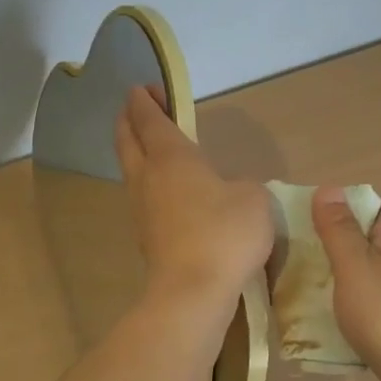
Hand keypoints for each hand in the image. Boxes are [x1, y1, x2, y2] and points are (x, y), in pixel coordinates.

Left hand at [115, 86, 272, 303]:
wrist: (192, 292)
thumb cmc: (224, 233)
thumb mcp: (253, 198)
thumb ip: (242, 185)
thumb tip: (230, 192)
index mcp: (172, 157)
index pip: (150, 119)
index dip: (144, 100)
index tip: (143, 88)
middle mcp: (148, 177)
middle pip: (127, 140)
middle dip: (129, 120)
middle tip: (138, 108)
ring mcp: (141, 208)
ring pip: (131, 169)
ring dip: (137, 153)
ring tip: (154, 149)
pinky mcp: (146, 236)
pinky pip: (142, 197)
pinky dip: (149, 183)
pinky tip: (168, 192)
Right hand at [311, 188, 380, 380]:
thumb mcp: (356, 267)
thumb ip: (340, 231)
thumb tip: (329, 188)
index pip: (372, 208)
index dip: (341, 207)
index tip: (303, 216)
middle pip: (365, 246)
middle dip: (330, 247)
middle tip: (290, 255)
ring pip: (362, 283)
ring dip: (333, 284)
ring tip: (294, 290)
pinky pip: (365, 315)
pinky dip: (343, 316)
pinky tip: (319, 327)